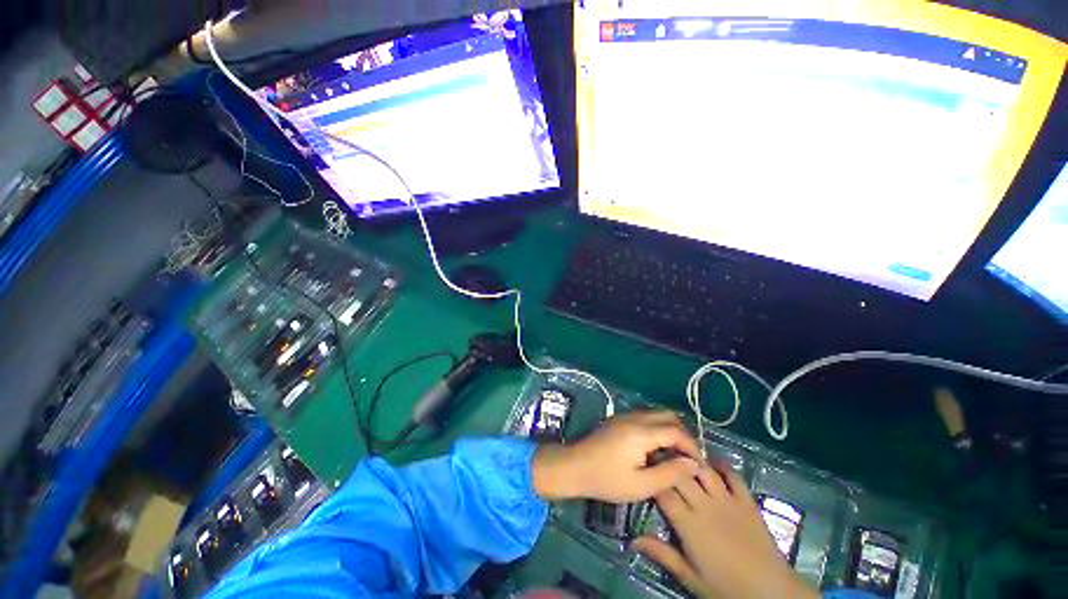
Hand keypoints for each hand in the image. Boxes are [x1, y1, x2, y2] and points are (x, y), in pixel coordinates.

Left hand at [531, 411, 701, 501]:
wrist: (574, 466)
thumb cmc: (606, 479)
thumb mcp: (641, 484)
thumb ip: (669, 473)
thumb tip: (693, 464)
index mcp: (641, 432)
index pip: (675, 431)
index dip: (692, 446)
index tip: (700, 464)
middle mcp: (634, 417)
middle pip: (668, 415)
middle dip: (683, 434)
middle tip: (689, 457)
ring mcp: (624, 416)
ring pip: (656, 414)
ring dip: (670, 429)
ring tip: (676, 454)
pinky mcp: (618, 419)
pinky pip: (645, 417)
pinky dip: (657, 427)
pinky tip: (657, 447)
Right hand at [631, 464, 819, 598]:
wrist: (770, 591)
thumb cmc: (725, 587)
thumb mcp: (690, 577)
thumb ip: (662, 555)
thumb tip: (632, 540)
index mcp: (689, 524)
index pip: (663, 492)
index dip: (652, 477)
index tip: (643, 467)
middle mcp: (705, 505)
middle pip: (680, 475)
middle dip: (666, 461)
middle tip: (655, 453)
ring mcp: (727, 500)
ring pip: (703, 470)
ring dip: (690, 457)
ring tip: (678, 449)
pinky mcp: (746, 501)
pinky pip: (733, 475)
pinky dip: (722, 464)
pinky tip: (713, 460)